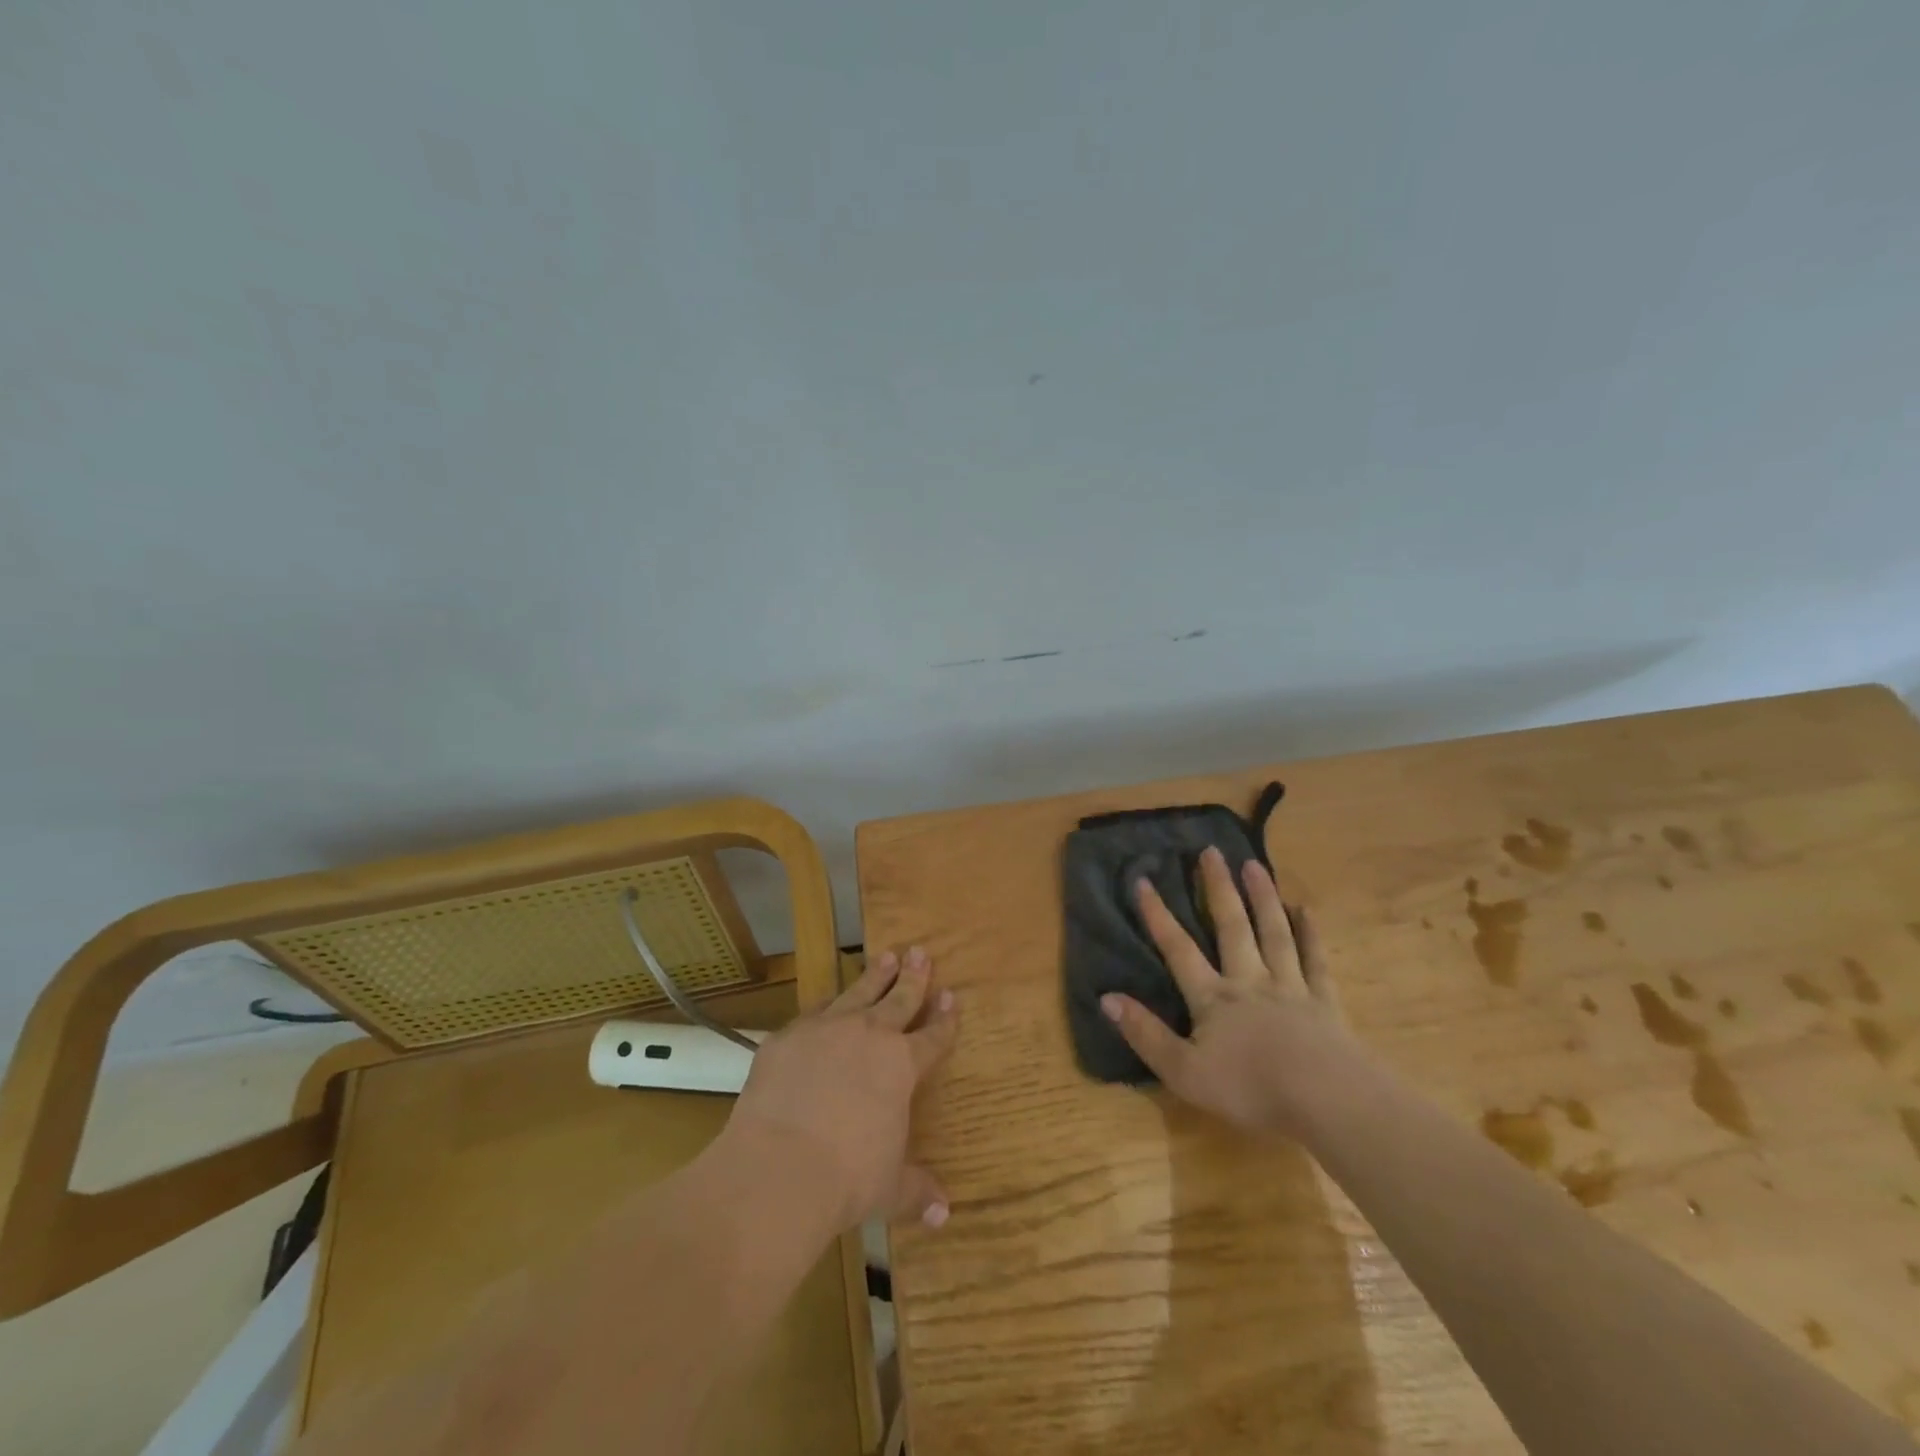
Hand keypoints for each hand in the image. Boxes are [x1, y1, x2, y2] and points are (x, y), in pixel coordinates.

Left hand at [727, 947, 958, 1231]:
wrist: (779, 1166)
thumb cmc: (847, 1179)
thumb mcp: (889, 1188)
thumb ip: (916, 1191)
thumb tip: (944, 1213)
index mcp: (902, 1066)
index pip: (933, 1035)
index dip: (945, 1017)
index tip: (952, 996)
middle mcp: (869, 1036)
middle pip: (899, 999)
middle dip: (914, 976)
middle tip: (921, 952)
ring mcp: (826, 1029)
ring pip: (858, 992)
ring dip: (875, 974)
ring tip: (886, 956)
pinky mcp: (787, 1036)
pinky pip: (812, 1012)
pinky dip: (824, 1006)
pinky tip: (826, 1001)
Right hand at [1101, 846, 1355, 1138]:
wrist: (1327, 1101)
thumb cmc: (1250, 1089)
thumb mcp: (1184, 1072)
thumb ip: (1145, 1034)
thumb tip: (1106, 997)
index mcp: (1213, 998)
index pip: (1178, 949)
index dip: (1158, 916)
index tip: (1143, 880)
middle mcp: (1249, 981)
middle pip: (1232, 927)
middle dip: (1218, 888)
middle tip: (1211, 851)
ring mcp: (1290, 988)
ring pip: (1273, 933)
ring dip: (1262, 897)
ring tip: (1254, 864)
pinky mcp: (1324, 1003)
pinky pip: (1315, 961)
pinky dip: (1309, 934)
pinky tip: (1305, 910)